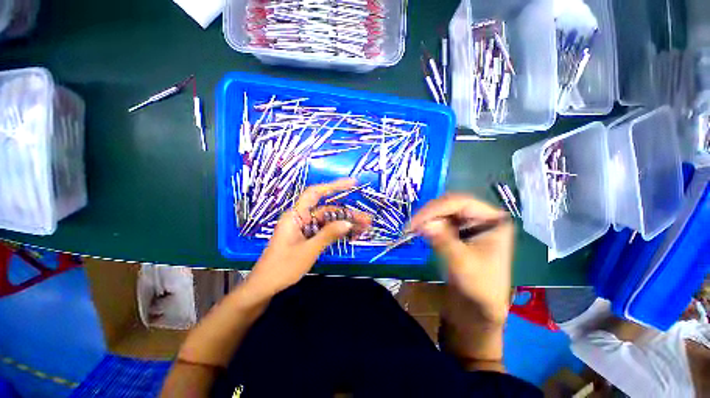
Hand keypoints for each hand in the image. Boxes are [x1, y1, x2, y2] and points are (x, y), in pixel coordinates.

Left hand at [248, 178, 370, 295]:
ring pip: (328, 221)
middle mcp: (301, 218)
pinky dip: (337, 232)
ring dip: (344, 224)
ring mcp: (304, 228)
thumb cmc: (283, 267)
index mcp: (296, 216)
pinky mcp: (307, 237)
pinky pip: (324, 230)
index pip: (315, 193)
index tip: (352, 183)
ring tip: (364, 228)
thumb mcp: (308, 250)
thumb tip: (348, 223)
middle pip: (327, 210)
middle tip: (366, 219)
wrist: (265, 286)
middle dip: (347, 213)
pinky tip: (351, 234)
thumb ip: (328, 235)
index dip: (334, 186)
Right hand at [410, 193, 513, 325]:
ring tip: (413, 228)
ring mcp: (470, 223)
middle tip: (411, 225)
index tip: (415, 222)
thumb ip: (443, 240)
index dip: (435, 208)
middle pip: (450, 204)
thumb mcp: (462, 263)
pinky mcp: (459, 231)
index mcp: (492, 219)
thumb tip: (424, 223)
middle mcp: (482, 216)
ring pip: (443, 210)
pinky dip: (428, 223)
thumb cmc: (479, 287)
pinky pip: (440, 220)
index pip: (460, 202)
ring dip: (427, 218)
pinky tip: (421, 230)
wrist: (478, 308)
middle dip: (429, 213)